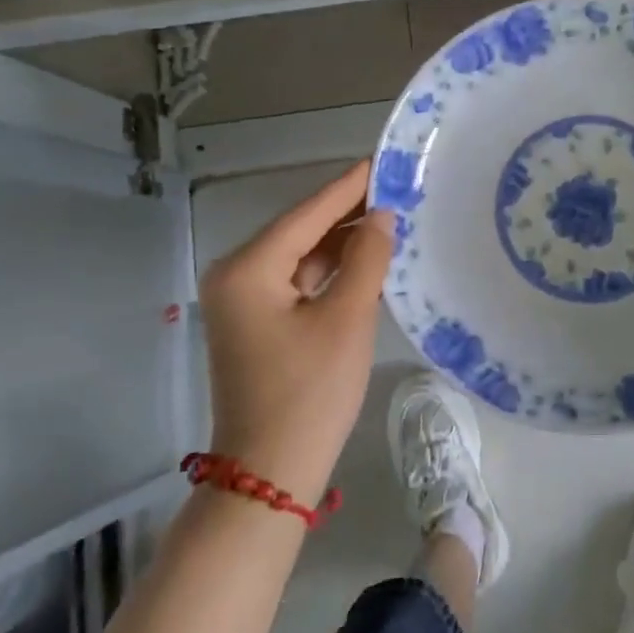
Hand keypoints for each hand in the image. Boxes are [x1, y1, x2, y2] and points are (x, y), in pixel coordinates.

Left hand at [197, 161, 395, 501]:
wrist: (271, 473)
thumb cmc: (310, 391)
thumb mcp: (347, 317)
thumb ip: (366, 258)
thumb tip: (381, 216)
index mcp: (248, 268)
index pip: (307, 213)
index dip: (348, 186)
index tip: (382, 160)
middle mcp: (236, 276)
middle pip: (301, 231)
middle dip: (348, 213)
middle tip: (397, 190)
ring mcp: (243, 302)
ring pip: (301, 257)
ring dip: (342, 243)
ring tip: (391, 219)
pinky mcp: (257, 324)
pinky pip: (298, 282)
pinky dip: (331, 271)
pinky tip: (366, 260)